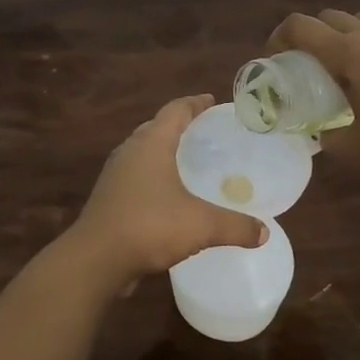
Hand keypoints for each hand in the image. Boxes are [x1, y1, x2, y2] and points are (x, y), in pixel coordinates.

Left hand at [68, 94, 268, 289]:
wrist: (96, 258)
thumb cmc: (149, 226)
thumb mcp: (201, 225)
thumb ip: (235, 226)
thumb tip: (263, 233)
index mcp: (151, 144)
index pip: (175, 111)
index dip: (195, 103)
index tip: (211, 101)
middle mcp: (130, 151)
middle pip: (156, 127)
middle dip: (178, 125)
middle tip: (203, 132)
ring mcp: (115, 174)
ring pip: (142, 151)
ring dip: (162, 150)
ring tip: (185, 160)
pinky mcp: (108, 197)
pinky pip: (135, 175)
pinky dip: (152, 174)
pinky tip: (166, 194)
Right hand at [268, 10, 359, 187]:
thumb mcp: (349, 148)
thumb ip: (324, 135)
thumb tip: (314, 131)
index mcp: (349, 55)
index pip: (300, 26)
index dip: (278, 37)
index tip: (273, 59)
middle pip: (328, 17)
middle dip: (308, 34)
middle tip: (304, 63)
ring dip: (341, 31)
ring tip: (340, 61)